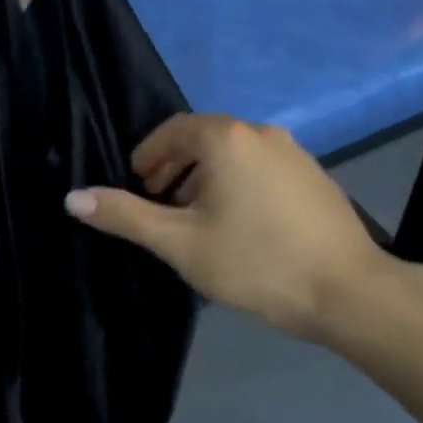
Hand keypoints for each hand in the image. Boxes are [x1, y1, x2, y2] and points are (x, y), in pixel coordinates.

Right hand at [64, 114, 394, 338]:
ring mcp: (293, 151)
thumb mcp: (182, 243)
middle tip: (159, 205)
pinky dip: (237, 183)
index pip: (172, 131)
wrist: (349, 291)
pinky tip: (239, 224)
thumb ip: (127, 217)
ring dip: (205, 177)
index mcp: (226, 138)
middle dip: (174, 168)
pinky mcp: (313, 174)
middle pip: (203, 139)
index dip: (148, 157)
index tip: (136, 188)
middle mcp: (260, 132)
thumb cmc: (257, 263)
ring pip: (233, 154)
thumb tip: (73, 198)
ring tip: (195, 220)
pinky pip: (260, 166)